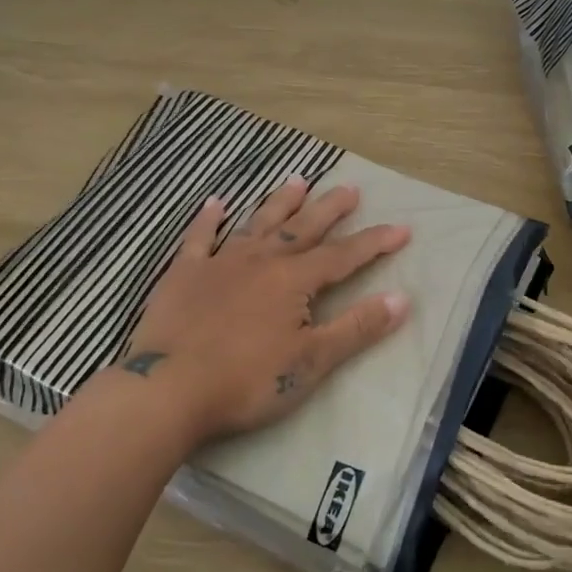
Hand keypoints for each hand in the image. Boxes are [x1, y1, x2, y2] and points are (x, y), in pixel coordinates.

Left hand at [112, 176, 410, 446]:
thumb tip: (401, 298)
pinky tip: (215, 203)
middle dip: (330, 209)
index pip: (344, 256)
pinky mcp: (184, 275)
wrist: (169, 390)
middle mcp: (261, 261)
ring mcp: (220, 263)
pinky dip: (208, 220)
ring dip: (280, 203)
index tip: (402, 227)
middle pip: (303, 229)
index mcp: (294, 281)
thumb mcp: (312, 361)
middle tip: (350, 188)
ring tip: (297, 181)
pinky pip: (199, 238)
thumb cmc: (247, 381)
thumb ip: (357, 328)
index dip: (375, 242)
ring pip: (258, 224)